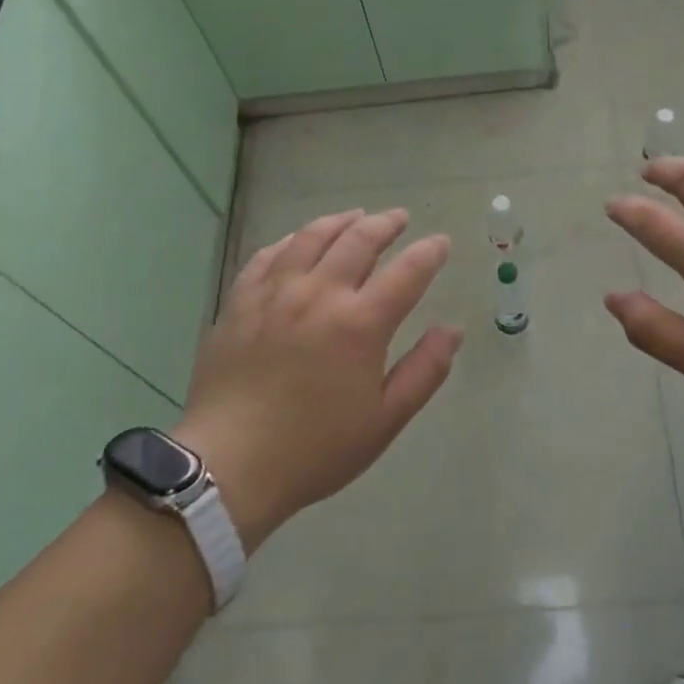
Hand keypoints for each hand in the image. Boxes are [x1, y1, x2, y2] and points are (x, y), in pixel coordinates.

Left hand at [174, 209, 462, 551]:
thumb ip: (425, 370)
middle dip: (385, 224)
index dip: (429, 253)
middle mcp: (319, 295)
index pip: (407, 272)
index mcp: (360, 324)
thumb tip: (453, 329)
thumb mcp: (385, 419)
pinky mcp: (239, 302)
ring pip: (311, 238)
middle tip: (399, 218)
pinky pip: (267, 256)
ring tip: (354, 217)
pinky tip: (298, 241)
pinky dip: (290, 240)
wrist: (229, 467)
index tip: (440, 242)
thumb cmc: (316, 449)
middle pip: (358, 241)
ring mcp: (274, 294)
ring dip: (339, 221)